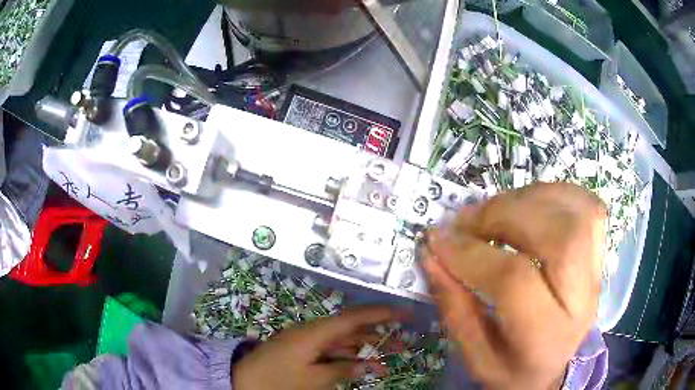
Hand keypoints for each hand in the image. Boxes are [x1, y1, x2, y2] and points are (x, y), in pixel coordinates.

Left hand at [233, 306, 396, 389]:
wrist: (244, 379)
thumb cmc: (278, 379)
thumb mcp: (312, 379)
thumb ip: (341, 370)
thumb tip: (365, 364)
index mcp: (316, 332)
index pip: (354, 317)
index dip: (380, 313)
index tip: (403, 313)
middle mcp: (315, 332)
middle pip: (352, 329)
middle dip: (379, 333)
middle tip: (404, 338)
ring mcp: (309, 343)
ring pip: (345, 341)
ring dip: (367, 347)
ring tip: (392, 354)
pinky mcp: (304, 352)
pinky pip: (333, 351)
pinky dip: (350, 357)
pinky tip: (364, 365)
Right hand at [422, 182, 606, 389]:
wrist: (553, 369)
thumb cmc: (511, 369)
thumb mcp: (473, 356)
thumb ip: (454, 305)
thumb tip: (433, 252)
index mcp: (545, 337)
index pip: (515, 281)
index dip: (472, 253)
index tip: (438, 240)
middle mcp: (581, 300)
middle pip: (559, 235)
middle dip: (506, 214)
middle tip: (469, 221)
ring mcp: (596, 272)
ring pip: (578, 212)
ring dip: (530, 199)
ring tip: (496, 211)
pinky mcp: (599, 253)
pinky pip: (587, 204)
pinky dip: (555, 194)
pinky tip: (529, 206)